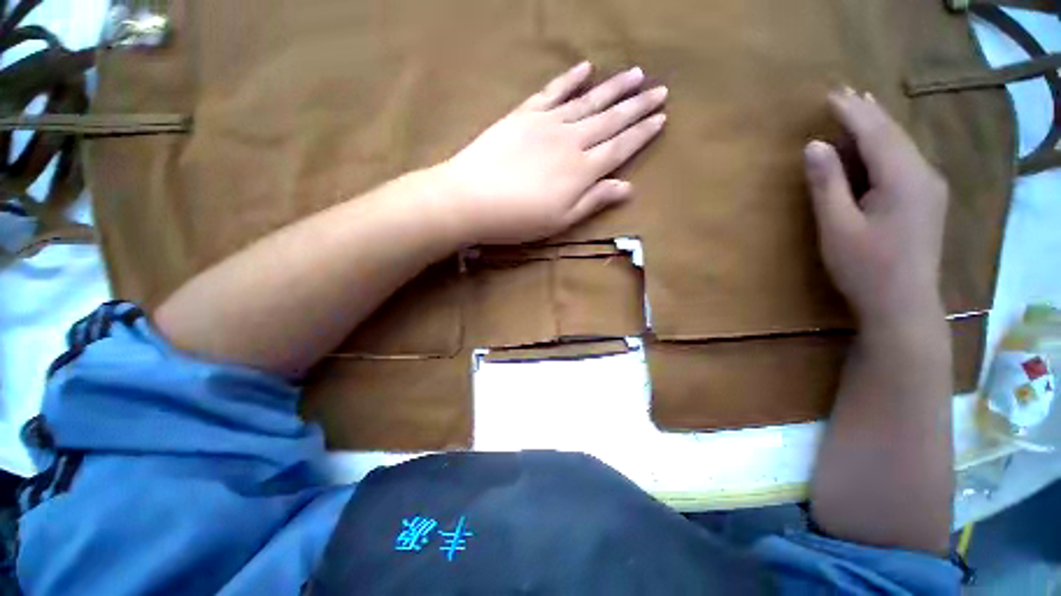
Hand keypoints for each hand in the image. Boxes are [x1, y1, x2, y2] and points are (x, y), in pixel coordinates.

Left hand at [435, 61, 666, 244]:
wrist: (472, 198)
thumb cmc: (519, 219)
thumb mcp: (561, 220)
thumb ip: (594, 200)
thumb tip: (627, 187)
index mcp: (582, 170)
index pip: (620, 147)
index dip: (642, 133)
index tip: (661, 118)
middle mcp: (572, 140)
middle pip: (610, 119)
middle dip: (637, 105)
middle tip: (660, 89)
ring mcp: (548, 123)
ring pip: (588, 100)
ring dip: (613, 87)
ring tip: (635, 74)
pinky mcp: (525, 114)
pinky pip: (553, 91)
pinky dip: (571, 78)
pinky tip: (586, 68)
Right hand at [804, 89, 948, 324]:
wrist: (904, 304)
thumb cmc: (865, 268)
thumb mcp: (837, 226)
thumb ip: (826, 184)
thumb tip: (814, 145)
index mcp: (903, 178)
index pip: (875, 133)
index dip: (851, 113)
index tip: (830, 95)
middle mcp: (924, 174)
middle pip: (893, 134)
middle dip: (868, 112)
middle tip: (845, 93)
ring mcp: (930, 187)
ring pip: (902, 145)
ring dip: (879, 126)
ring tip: (860, 108)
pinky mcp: (927, 200)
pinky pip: (906, 160)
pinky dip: (887, 145)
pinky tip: (878, 143)